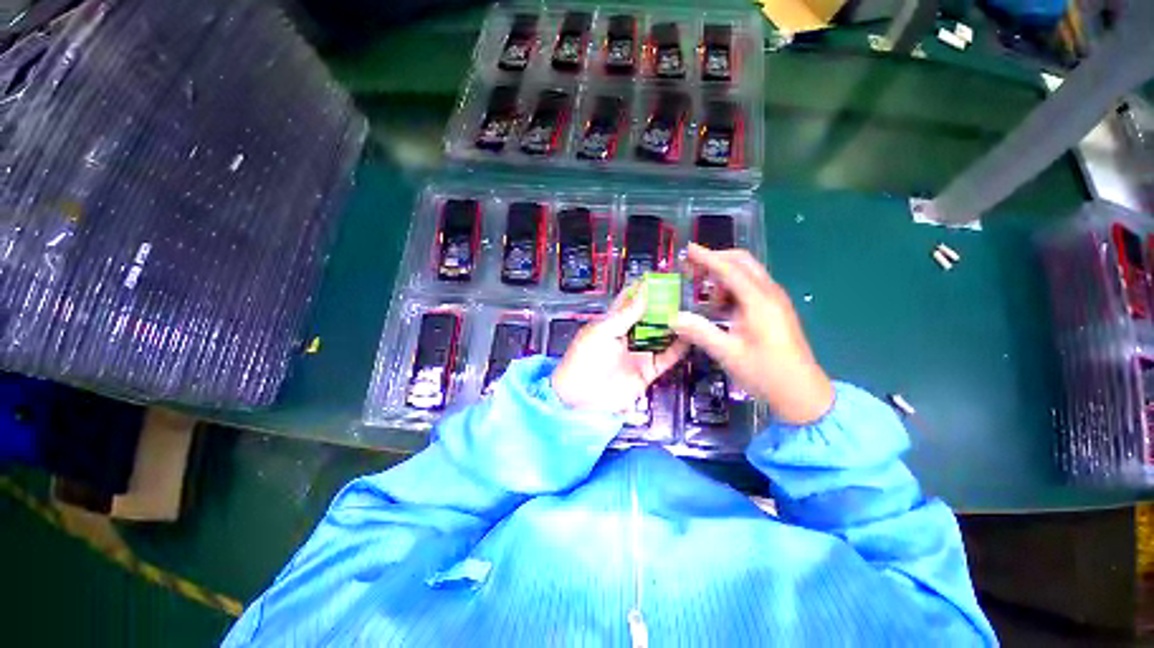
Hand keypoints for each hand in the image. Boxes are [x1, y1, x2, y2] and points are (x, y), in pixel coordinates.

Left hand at [552, 284, 688, 413]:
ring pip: (661, 336)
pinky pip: (667, 357)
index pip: (629, 302)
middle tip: (682, 295)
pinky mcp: (648, 371)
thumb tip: (643, 291)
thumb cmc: (585, 359)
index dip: (643, 290)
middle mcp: (628, 336)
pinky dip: (679, 348)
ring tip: (690, 312)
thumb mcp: (602, 332)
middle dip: (663, 307)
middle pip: (649, 318)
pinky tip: (690, 336)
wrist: (581, 397)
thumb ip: (626, 314)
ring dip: (673, 326)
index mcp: (612, 323)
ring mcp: (639, 353)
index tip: (660, 278)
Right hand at [673, 243, 833, 424]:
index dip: (707, 257)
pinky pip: (751, 287)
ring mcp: (775, 300)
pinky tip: (720, 307)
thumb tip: (673, 317)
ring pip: (747, 273)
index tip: (688, 249)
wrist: (803, 393)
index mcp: (759, 301)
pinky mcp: (776, 309)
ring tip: (703, 296)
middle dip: (716, 260)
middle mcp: (770, 294)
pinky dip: (732, 288)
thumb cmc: (765, 373)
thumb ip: (699, 332)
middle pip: (742, 262)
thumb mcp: (727, 353)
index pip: (729, 269)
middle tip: (692, 268)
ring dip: (723, 276)